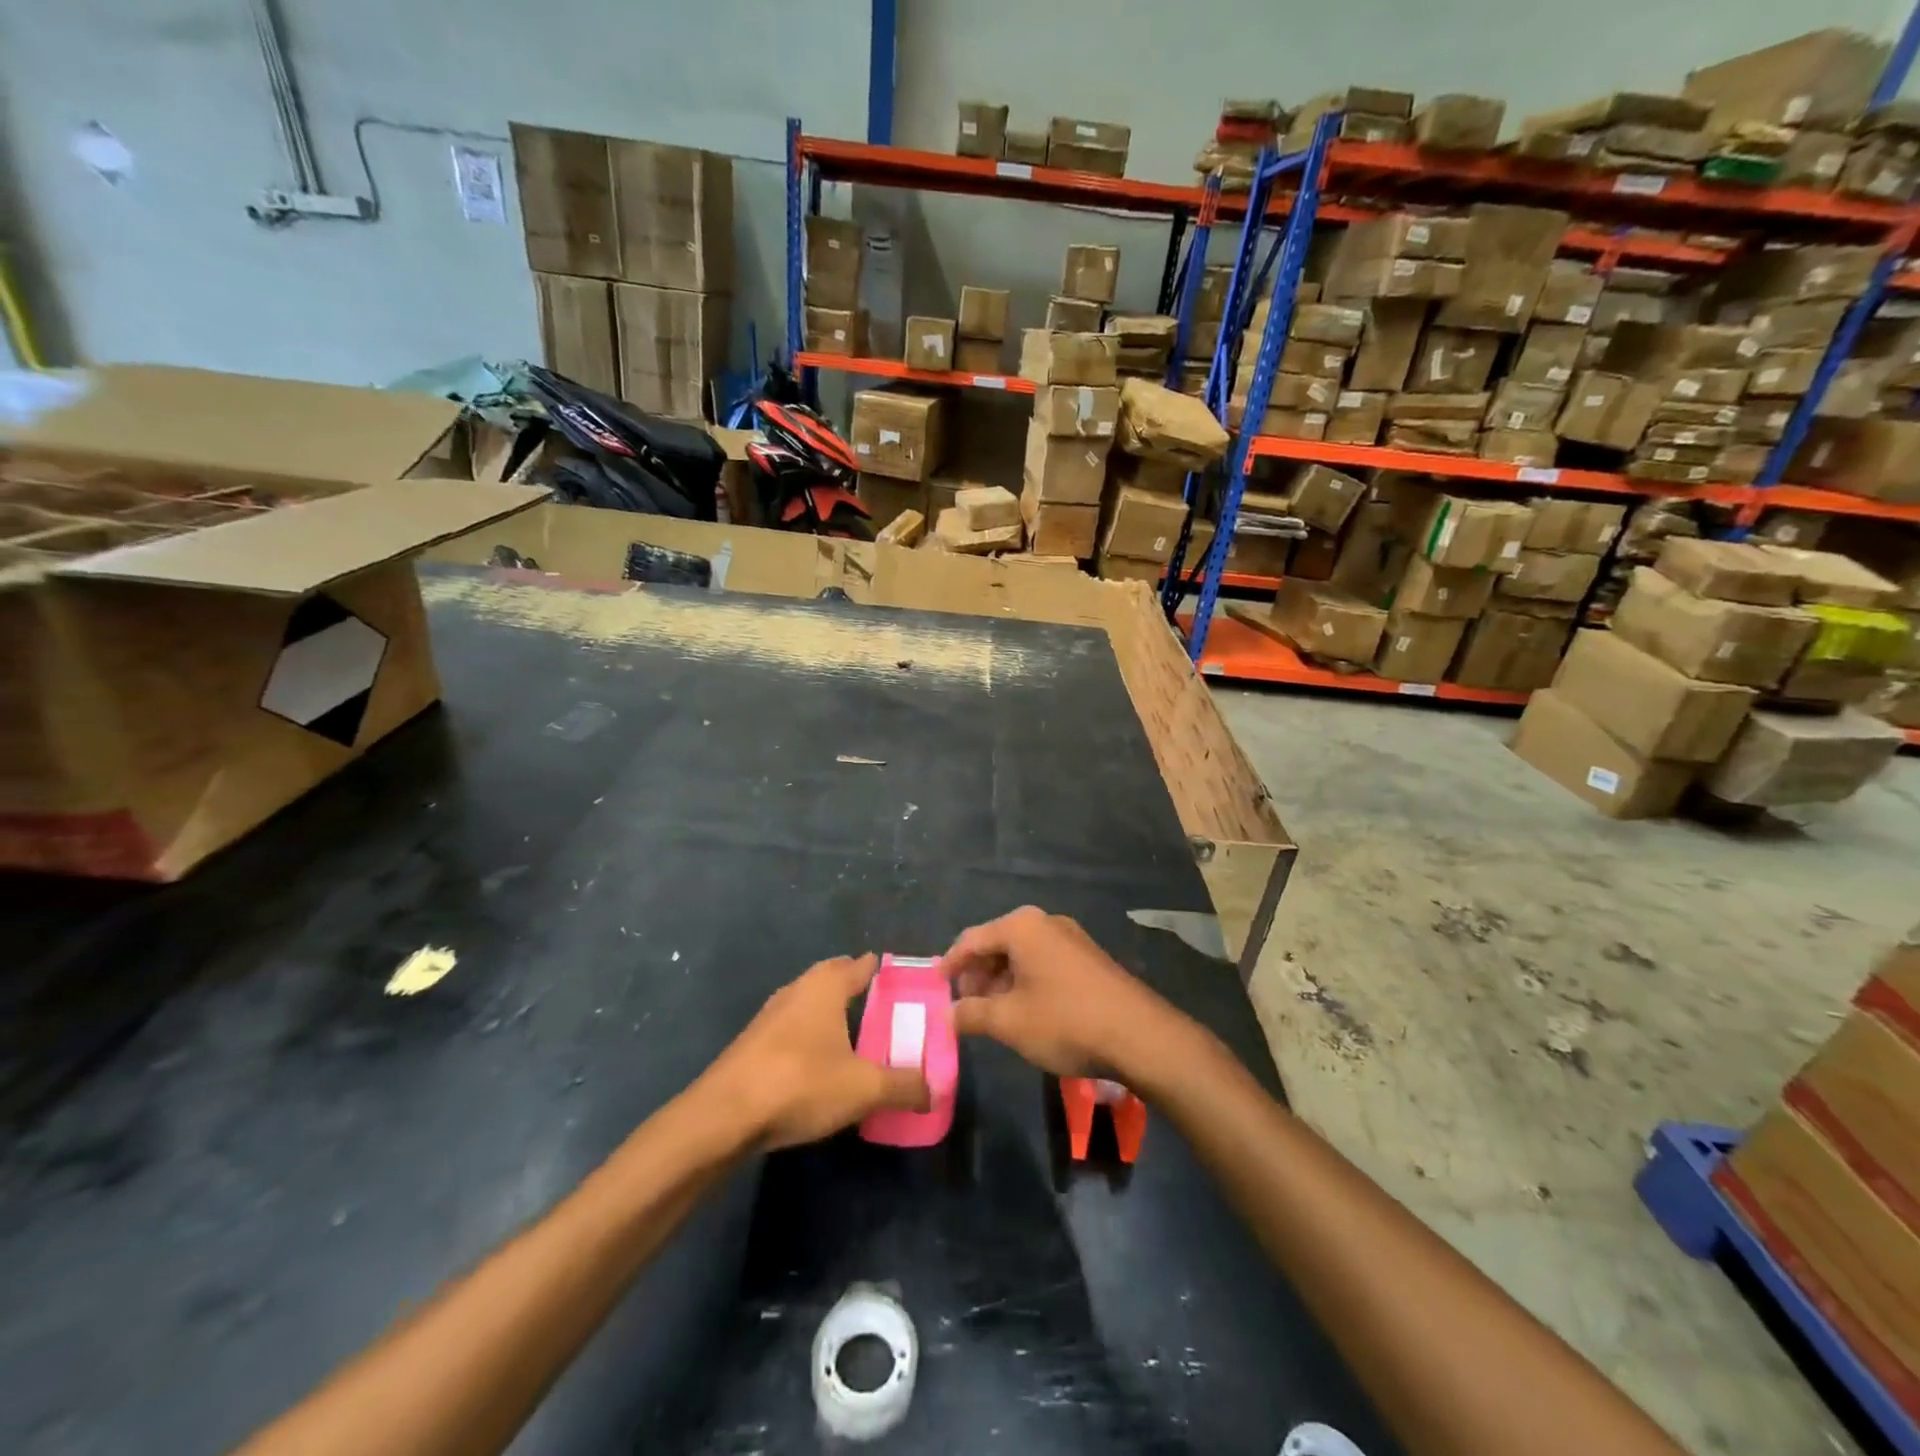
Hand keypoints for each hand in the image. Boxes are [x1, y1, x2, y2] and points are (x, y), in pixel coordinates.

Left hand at [705, 954, 928, 1149]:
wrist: (723, 1116)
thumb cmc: (800, 1083)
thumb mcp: (863, 1089)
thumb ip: (904, 1086)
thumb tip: (936, 1088)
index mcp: (826, 986)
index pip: (861, 965)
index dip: (883, 971)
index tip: (904, 982)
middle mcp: (798, 989)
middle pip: (833, 977)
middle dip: (855, 986)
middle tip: (882, 1006)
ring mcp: (770, 1015)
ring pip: (809, 1002)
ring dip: (830, 1012)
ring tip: (853, 1034)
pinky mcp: (752, 1043)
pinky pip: (792, 1027)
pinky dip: (810, 1035)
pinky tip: (818, 1062)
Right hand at [940, 907, 1176, 1078]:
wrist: (1139, 1035)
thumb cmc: (1065, 1021)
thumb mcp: (1010, 1022)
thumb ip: (972, 1014)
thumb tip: (948, 1015)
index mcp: (1022, 927)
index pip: (972, 939)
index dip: (951, 964)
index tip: (936, 987)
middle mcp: (1045, 922)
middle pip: (997, 943)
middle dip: (977, 975)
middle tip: (965, 1007)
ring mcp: (1071, 938)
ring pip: (1021, 955)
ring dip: (1001, 981)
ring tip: (992, 1015)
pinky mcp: (1088, 957)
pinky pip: (1044, 962)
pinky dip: (1026, 982)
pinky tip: (1025, 1011)